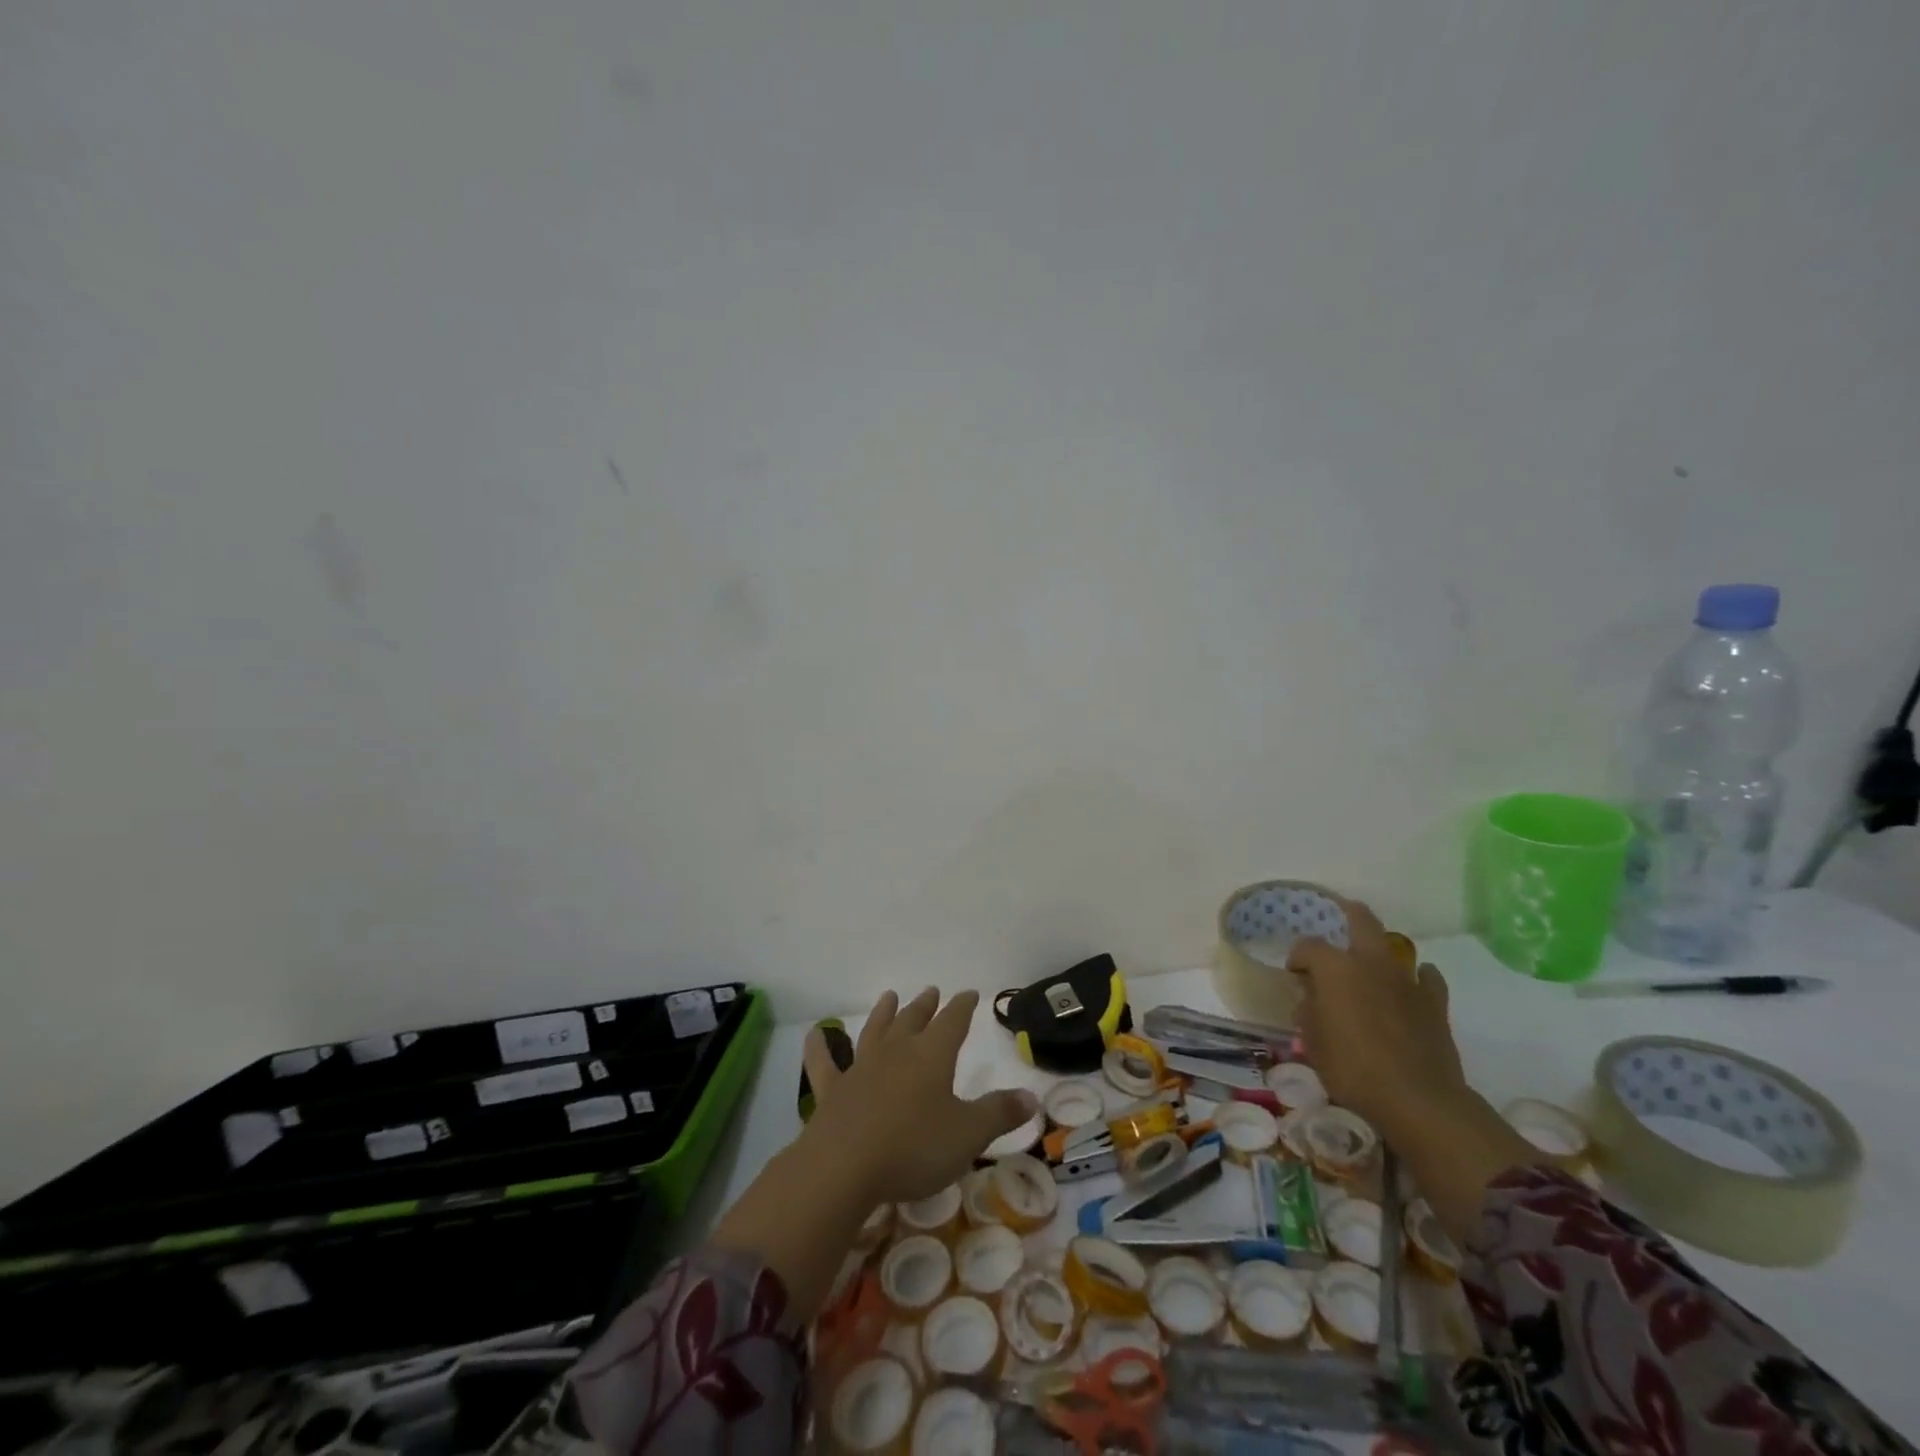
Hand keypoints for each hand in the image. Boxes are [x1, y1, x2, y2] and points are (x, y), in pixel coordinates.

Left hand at [800, 988, 1038, 1205]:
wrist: (844, 1166)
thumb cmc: (914, 1147)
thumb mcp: (968, 1135)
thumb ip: (999, 1113)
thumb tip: (1032, 1097)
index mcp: (932, 1055)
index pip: (953, 1021)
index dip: (963, 1006)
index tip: (969, 993)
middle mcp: (897, 1051)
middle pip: (914, 1020)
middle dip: (926, 1005)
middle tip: (932, 991)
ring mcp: (861, 1068)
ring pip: (875, 1031)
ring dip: (884, 1013)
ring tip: (890, 996)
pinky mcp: (832, 1090)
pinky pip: (824, 1063)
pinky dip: (819, 1047)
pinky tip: (815, 1035)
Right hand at [1288, 898, 1468, 1140]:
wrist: (1419, 1100)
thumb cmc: (1353, 1069)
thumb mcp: (1312, 1044)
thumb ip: (1309, 1014)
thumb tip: (1311, 1000)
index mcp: (1335, 969)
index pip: (1308, 946)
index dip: (1298, 957)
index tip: (1295, 975)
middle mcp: (1371, 963)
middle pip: (1362, 920)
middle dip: (1349, 914)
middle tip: (1339, 919)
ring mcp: (1407, 980)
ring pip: (1395, 947)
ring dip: (1381, 950)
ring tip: (1371, 965)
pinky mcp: (1435, 1003)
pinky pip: (1427, 978)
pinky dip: (1418, 978)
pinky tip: (1411, 987)